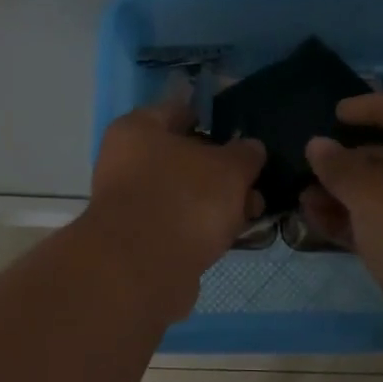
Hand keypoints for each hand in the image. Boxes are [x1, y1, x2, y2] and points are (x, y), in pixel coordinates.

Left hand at [82, 99, 266, 307]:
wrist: (144, 270)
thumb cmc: (185, 199)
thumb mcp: (229, 168)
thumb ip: (245, 154)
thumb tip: (250, 148)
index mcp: (138, 129)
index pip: (181, 111)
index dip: (215, 120)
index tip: (244, 134)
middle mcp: (126, 161)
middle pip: (184, 156)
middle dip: (223, 170)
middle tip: (255, 181)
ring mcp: (130, 202)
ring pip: (184, 193)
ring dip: (217, 202)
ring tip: (253, 213)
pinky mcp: (138, 239)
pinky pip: (179, 223)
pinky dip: (202, 227)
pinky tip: (231, 236)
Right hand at [302, 93, 382, 354]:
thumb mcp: (372, 189)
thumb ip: (339, 165)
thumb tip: (316, 145)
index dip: (373, 107)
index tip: (337, 112)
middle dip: (346, 158)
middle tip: (309, 159)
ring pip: (376, 196)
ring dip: (339, 193)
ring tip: (301, 194)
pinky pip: (372, 227)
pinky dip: (344, 221)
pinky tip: (312, 218)